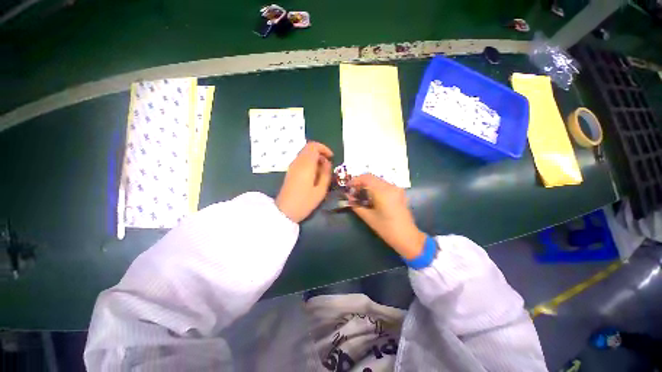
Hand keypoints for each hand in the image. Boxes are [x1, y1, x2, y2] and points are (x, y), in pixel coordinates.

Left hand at [276, 142, 333, 222]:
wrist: (284, 211)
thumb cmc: (305, 202)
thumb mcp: (321, 190)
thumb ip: (326, 173)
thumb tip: (327, 162)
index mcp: (306, 165)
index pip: (313, 146)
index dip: (324, 148)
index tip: (331, 157)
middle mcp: (297, 162)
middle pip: (308, 148)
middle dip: (320, 153)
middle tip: (328, 165)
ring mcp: (292, 166)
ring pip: (304, 154)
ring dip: (315, 158)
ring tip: (322, 171)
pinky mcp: (290, 171)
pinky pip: (301, 160)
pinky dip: (309, 162)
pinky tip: (314, 174)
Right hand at [348, 174, 425, 258]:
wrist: (407, 236)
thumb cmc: (386, 228)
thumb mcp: (368, 218)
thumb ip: (356, 205)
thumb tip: (348, 197)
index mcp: (382, 192)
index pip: (366, 178)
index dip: (355, 180)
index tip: (348, 186)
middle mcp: (390, 186)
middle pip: (371, 177)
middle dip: (360, 182)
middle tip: (353, 191)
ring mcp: (396, 188)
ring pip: (377, 180)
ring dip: (368, 184)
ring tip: (360, 194)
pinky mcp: (399, 192)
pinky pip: (384, 185)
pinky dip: (375, 187)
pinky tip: (371, 196)